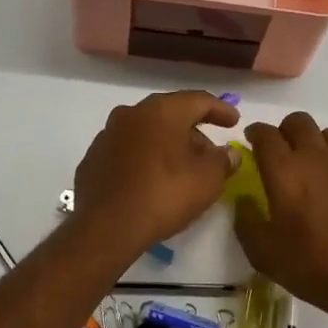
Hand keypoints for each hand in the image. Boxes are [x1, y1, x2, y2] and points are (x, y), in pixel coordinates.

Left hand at [71, 91, 240, 257]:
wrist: (106, 227)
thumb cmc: (163, 195)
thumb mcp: (207, 180)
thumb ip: (223, 161)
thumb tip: (229, 153)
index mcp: (161, 111)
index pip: (198, 100)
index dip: (220, 110)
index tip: (234, 122)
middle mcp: (131, 114)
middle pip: (170, 115)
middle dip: (193, 132)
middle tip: (210, 154)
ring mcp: (107, 135)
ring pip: (147, 132)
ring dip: (167, 145)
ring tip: (183, 170)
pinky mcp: (93, 159)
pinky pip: (128, 151)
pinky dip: (145, 159)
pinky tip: (153, 180)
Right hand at [234, 113, 327, 327]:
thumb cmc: (313, 268)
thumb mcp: (264, 254)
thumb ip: (246, 222)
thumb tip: (245, 200)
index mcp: (285, 172)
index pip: (265, 134)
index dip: (255, 133)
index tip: (251, 142)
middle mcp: (317, 157)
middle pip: (298, 122)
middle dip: (285, 131)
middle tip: (281, 153)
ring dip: (315, 143)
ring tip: (313, 167)